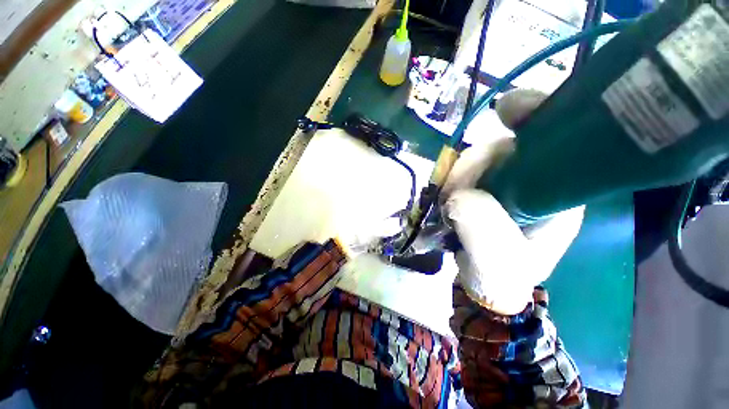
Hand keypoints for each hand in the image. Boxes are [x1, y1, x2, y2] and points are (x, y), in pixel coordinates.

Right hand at [443, 89, 584, 314]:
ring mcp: (507, 180)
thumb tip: (459, 197)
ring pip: (481, 157)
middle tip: (450, 192)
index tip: (506, 110)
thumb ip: (483, 232)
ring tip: (446, 201)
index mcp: (558, 192)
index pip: (556, 141)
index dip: (534, 118)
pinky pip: (466, 169)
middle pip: (506, 147)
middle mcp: (536, 178)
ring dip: (456, 174)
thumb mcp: (496, 262)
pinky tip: (445, 192)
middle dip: (472, 163)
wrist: (486, 281)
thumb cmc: (502, 275)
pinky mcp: (484, 185)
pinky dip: (451, 176)